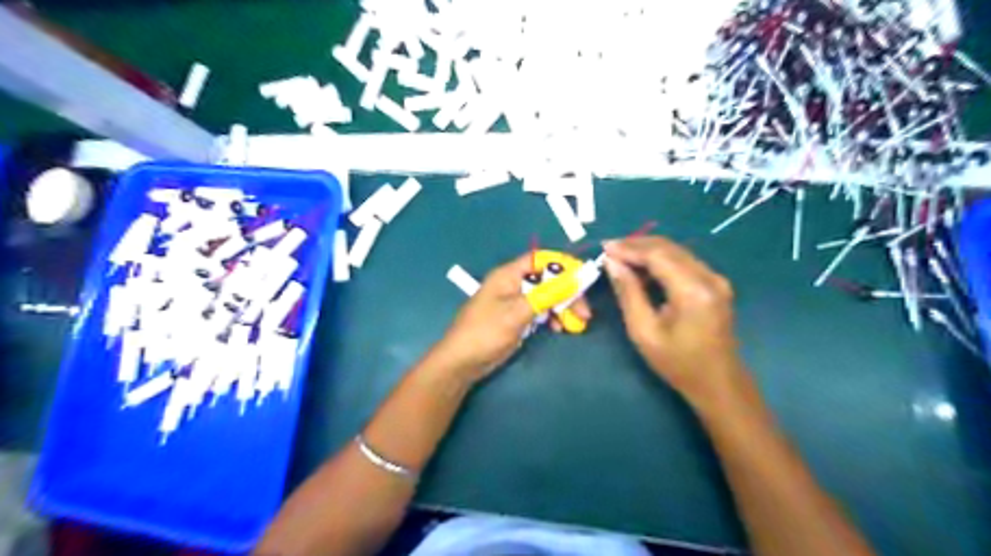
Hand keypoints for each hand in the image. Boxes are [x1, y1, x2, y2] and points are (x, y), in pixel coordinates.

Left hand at [434, 253, 585, 384]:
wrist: (462, 362)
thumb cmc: (486, 332)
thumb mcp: (518, 312)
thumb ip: (548, 294)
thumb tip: (577, 278)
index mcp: (508, 274)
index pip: (541, 259)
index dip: (564, 266)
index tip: (583, 280)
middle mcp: (513, 283)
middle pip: (547, 279)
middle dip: (567, 293)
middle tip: (585, 313)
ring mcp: (514, 301)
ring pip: (546, 296)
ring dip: (562, 307)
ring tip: (576, 325)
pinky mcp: (516, 318)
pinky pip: (539, 310)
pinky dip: (551, 317)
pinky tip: (559, 328)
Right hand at [605, 236, 742, 410]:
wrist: (718, 383)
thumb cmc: (677, 363)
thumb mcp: (644, 331)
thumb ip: (628, 293)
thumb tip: (612, 263)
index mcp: (693, 291)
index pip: (657, 255)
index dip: (629, 248)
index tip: (605, 248)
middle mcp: (709, 277)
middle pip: (669, 247)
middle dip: (637, 245)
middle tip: (610, 250)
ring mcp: (716, 279)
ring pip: (677, 251)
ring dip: (648, 251)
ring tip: (621, 258)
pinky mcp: (715, 284)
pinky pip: (684, 261)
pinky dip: (661, 260)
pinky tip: (642, 268)